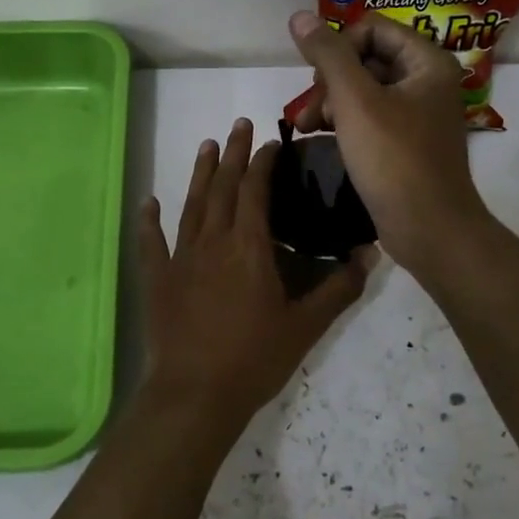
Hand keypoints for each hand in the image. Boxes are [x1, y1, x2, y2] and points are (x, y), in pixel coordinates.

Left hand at [139, 118, 373, 432]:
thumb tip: (369, 253)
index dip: (264, 163)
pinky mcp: (158, 279)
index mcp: (248, 247)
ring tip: (207, 145)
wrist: (196, 394)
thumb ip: (339, 287)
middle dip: (233, 153)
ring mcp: (180, 258)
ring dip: (199, 173)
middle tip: (239, 125)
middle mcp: (212, 241)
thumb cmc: (254, 358)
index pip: (255, 191)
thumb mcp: (306, 326)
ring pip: (191, 204)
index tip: (273, 143)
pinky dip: (149, 220)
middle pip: (222, 187)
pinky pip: (151, 242)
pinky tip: (148, 202)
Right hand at [287, 11, 490, 275]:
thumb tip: (299, 16)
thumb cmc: (394, 159)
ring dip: (330, 102)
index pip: (372, 28)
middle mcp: (426, 81)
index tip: (318, 79)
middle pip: (365, 58)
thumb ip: (328, 55)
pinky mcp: (405, 141)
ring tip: (306, 127)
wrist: (429, 229)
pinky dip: (343, 122)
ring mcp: (417, 113)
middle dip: (330, 80)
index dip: (338, 47)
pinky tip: (319, 137)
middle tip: (308, 109)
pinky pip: (369, 116)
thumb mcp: (355, 101)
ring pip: (363, 89)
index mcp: (426, 62)